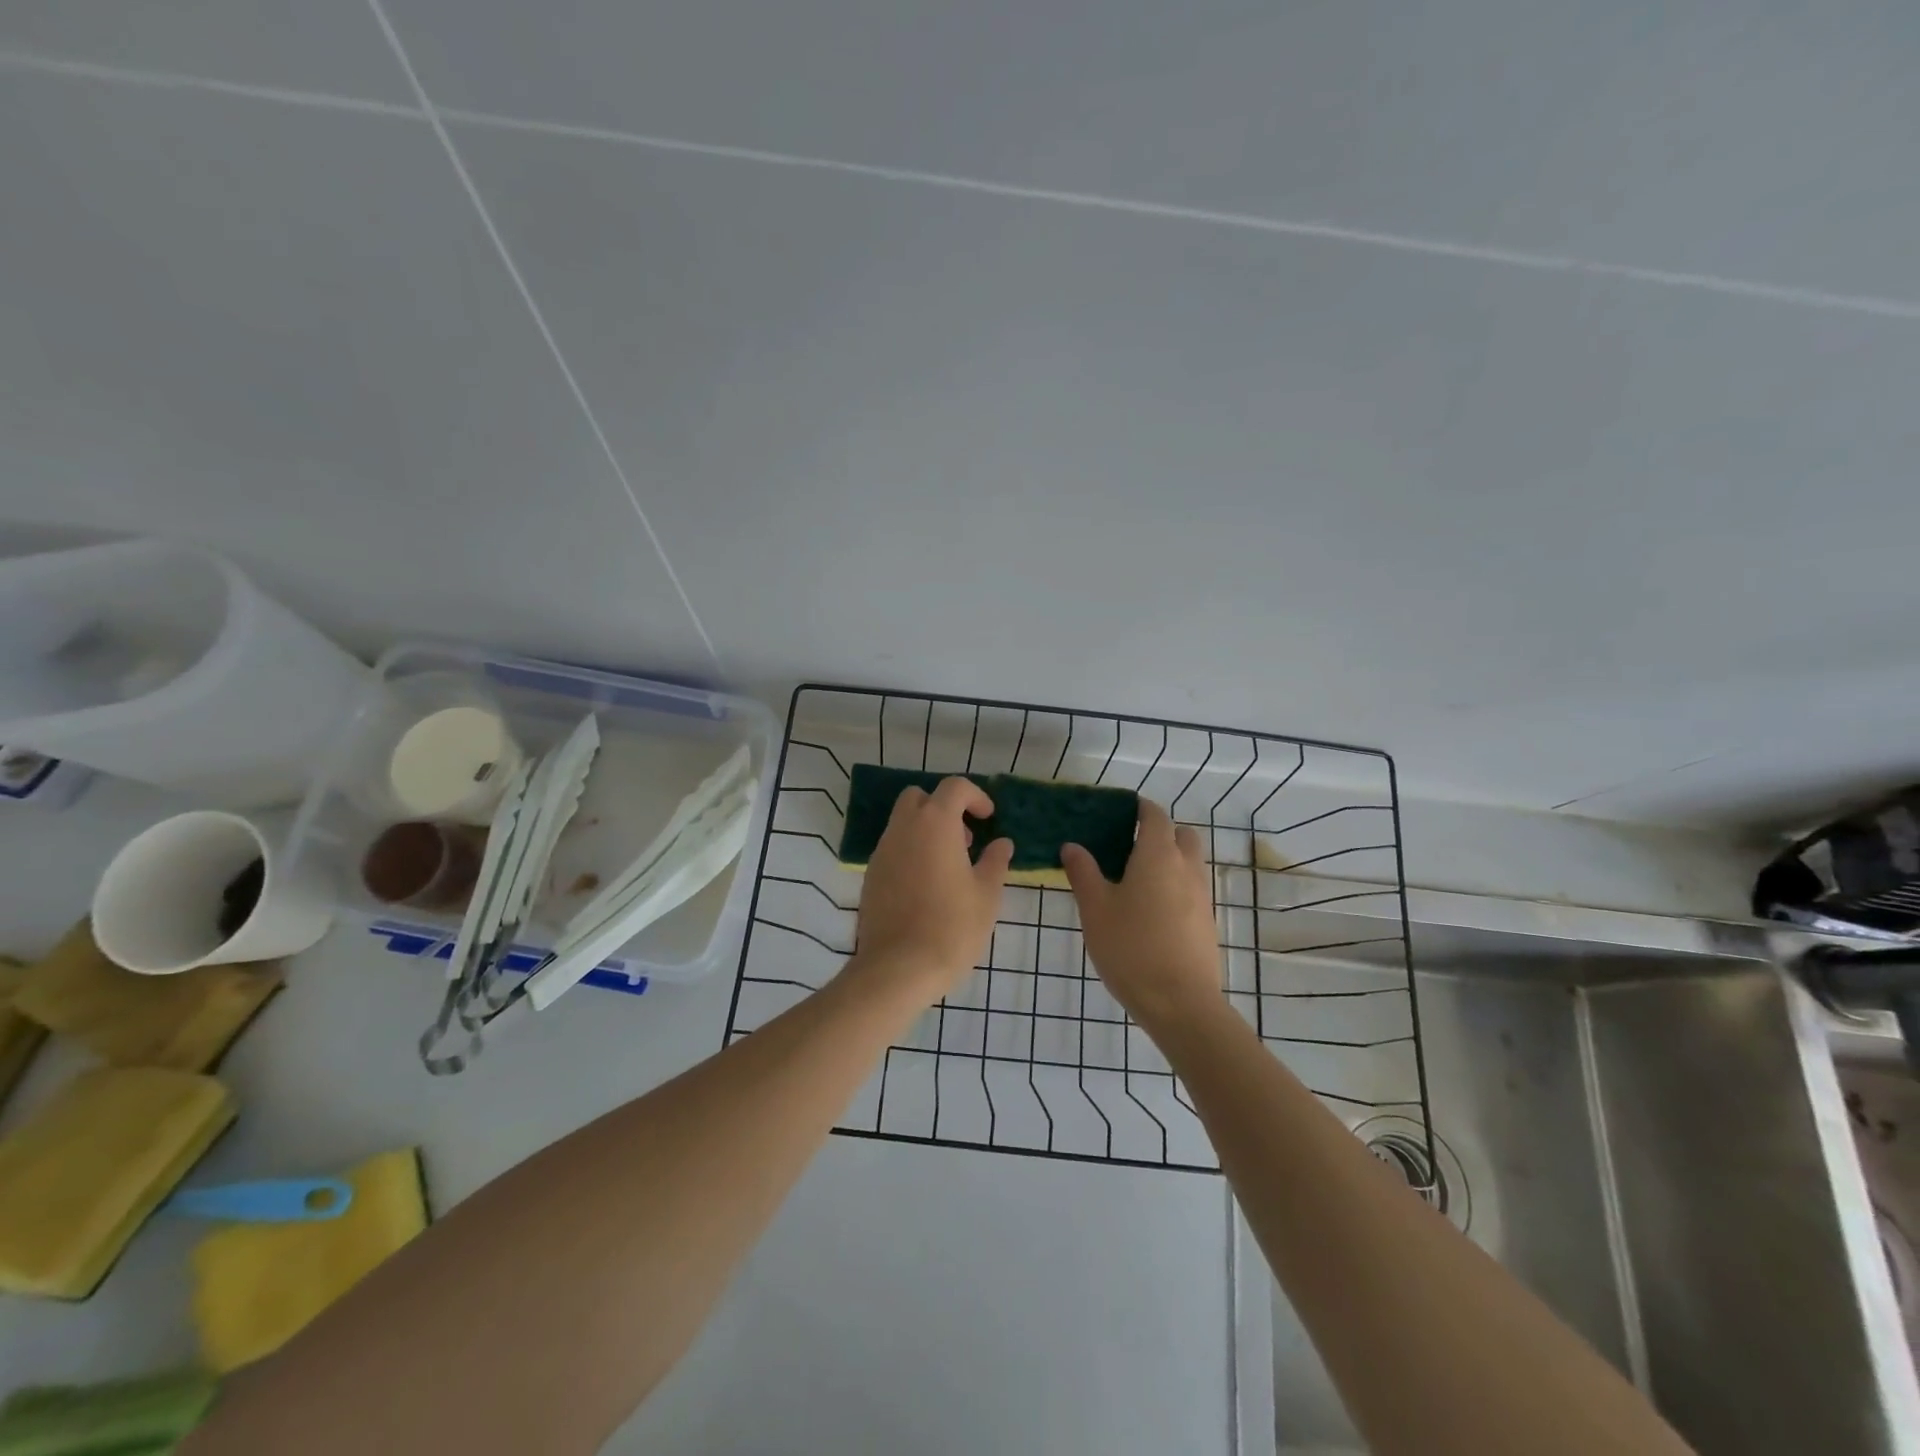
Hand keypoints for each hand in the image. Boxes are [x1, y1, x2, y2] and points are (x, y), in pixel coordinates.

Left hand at [848, 776, 1012, 1002]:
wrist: (899, 967)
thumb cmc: (952, 926)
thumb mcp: (987, 894)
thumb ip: (995, 861)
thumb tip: (1001, 844)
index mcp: (935, 823)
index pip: (954, 787)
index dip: (975, 796)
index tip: (988, 818)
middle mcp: (903, 828)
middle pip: (919, 797)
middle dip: (943, 808)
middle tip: (965, 839)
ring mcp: (882, 851)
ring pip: (903, 823)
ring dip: (926, 831)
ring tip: (949, 867)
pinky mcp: (870, 876)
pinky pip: (892, 849)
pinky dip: (911, 853)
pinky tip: (927, 887)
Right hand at [1062, 798, 1222, 1026]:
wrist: (1181, 1004)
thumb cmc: (1131, 949)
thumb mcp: (1096, 910)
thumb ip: (1084, 873)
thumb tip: (1072, 846)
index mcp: (1158, 856)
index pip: (1155, 816)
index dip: (1140, 808)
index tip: (1120, 811)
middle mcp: (1187, 868)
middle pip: (1181, 835)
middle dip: (1160, 832)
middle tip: (1129, 847)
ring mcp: (1202, 895)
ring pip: (1190, 862)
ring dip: (1170, 859)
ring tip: (1137, 880)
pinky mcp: (1208, 922)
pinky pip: (1193, 888)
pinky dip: (1176, 885)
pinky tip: (1151, 910)